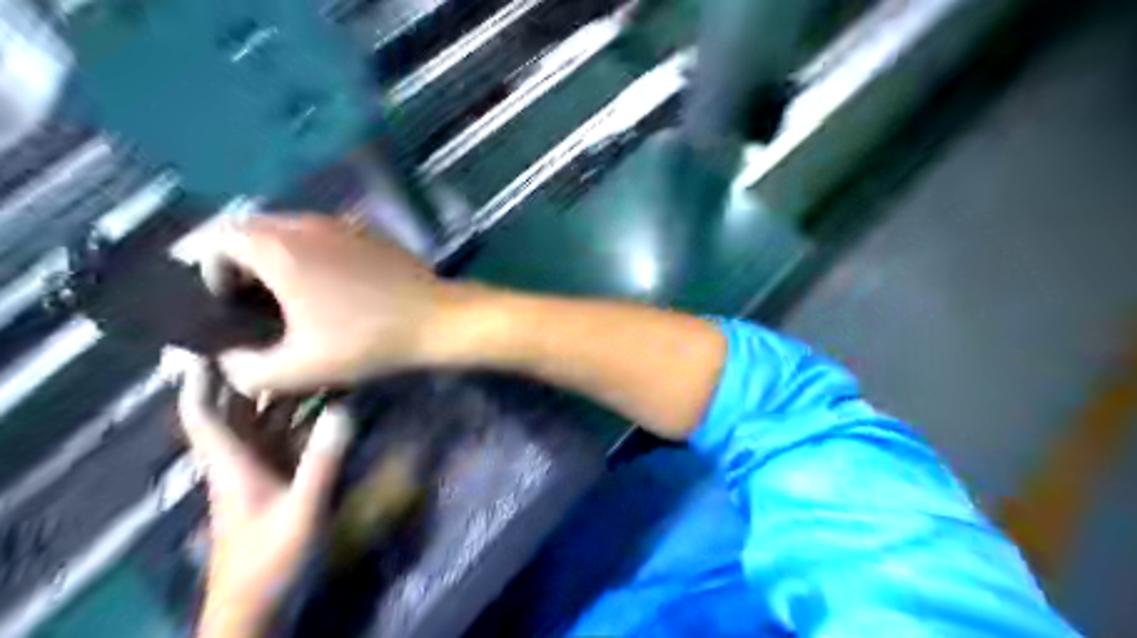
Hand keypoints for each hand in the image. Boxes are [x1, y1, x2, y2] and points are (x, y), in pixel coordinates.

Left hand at [176, 355, 353, 633]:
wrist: (259, 604)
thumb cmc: (271, 559)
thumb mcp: (302, 510)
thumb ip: (322, 461)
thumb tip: (345, 409)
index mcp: (231, 463)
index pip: (202, 411)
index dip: (200, 376)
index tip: (208, 339)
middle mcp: (241, 458)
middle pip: (235, 406)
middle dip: (247, 370)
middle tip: (274, 336)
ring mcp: (259, 468)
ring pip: (264, 418)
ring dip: (281, 389)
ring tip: (308, 356)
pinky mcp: (278, 477)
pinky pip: (287, 434)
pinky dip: (302, 413)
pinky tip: (328, 399)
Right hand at [211, 214, 460, 393]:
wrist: (436, 319)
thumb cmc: (366, 340)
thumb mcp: (300, 369)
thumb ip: (248, 371)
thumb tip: (229, 363)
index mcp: (279, 248)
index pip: (219, 238)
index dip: (211, 269)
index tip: (229, 303)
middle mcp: (306, 224)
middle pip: (254, 229)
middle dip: (243, 261)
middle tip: (254, 299)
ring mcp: (343, 224)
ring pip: (292, 229)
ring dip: (280, 256)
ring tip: (291, 295)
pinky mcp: (371, 233)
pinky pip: (326, 234)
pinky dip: (314, 252)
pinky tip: (332, 286)